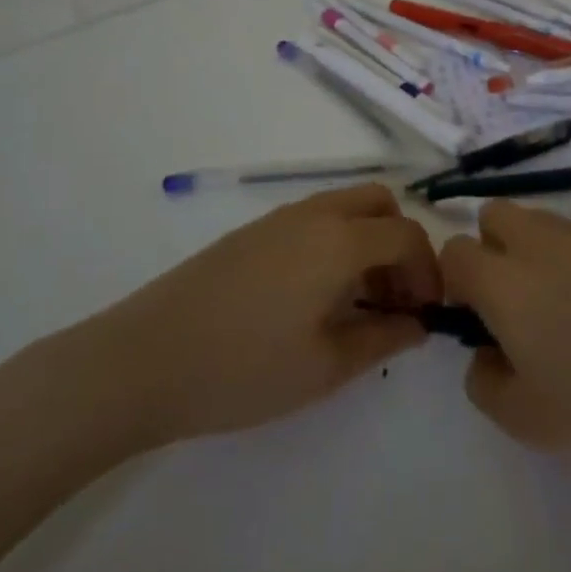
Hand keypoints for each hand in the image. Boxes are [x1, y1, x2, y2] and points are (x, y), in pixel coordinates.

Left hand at [66, 185, 440, 453]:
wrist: (142, 360)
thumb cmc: (242, 368)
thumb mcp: (324, 367)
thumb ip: (382, 339)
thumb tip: (418, 324)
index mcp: (339, 240)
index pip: (407, 235)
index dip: (428, 271)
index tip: (426, 313)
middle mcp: (315, 214)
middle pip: (380, 203)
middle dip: (401, 243)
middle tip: (396, 297)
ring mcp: (280, 218)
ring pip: (346, 206)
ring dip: (369, 240)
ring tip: (360, 301)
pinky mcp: (254, 231)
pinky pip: (316, 219)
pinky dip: (337, 241)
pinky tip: (317, 295)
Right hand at [441, 203, 570, 530]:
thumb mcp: (523, 419)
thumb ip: (483, 381)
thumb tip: (486, 352)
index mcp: (504, 280)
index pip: (455, 251)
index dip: (456, 282)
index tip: (476, 317)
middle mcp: (539, 242)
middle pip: (493, 214)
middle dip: (491, 247)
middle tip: (515, 302)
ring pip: (540, 222)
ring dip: (535, 250)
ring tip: (566, 306)